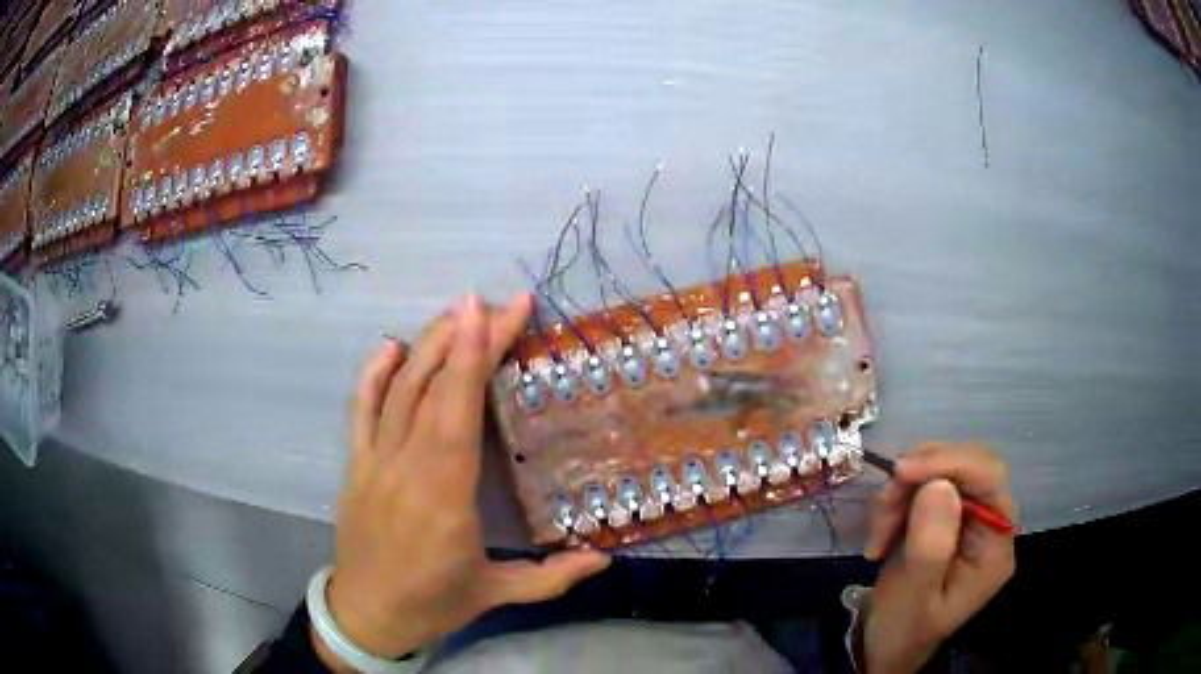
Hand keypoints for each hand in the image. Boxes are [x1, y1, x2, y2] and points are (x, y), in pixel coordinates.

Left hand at [313, 293, 610, 670]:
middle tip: (499, 304)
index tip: (495, 312)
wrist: (366, 614)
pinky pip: (360, 410)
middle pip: (433, 389)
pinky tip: (392, 346)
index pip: (458, 413)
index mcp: (444, 499)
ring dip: (428, 345)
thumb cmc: (433, 604)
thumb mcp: (496, 594)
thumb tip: (605, 558)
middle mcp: (406, 469)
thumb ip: (552, 577)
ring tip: (459, 312)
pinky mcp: (356, 465)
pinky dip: (373, 374)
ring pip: (398, 391)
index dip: (473, 357)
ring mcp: (374, 463)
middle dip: (465, 338)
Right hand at [860, 444, 1016, 673]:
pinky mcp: (944, 516)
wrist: (884, 646)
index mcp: (995, 546)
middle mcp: (989, 524)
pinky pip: (922, 485)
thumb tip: (938, 485)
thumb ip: (930, 547)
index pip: (989, 479)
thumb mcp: (913, 596)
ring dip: (902, 493)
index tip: (900, 471)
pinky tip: (882, 534)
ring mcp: (967, 518)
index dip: (949, 463)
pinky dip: (896, 501)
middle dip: (920, 479)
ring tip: (878, 536)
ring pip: (940, 471)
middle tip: (884, 508)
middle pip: (966, 467)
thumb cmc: (902, 630)